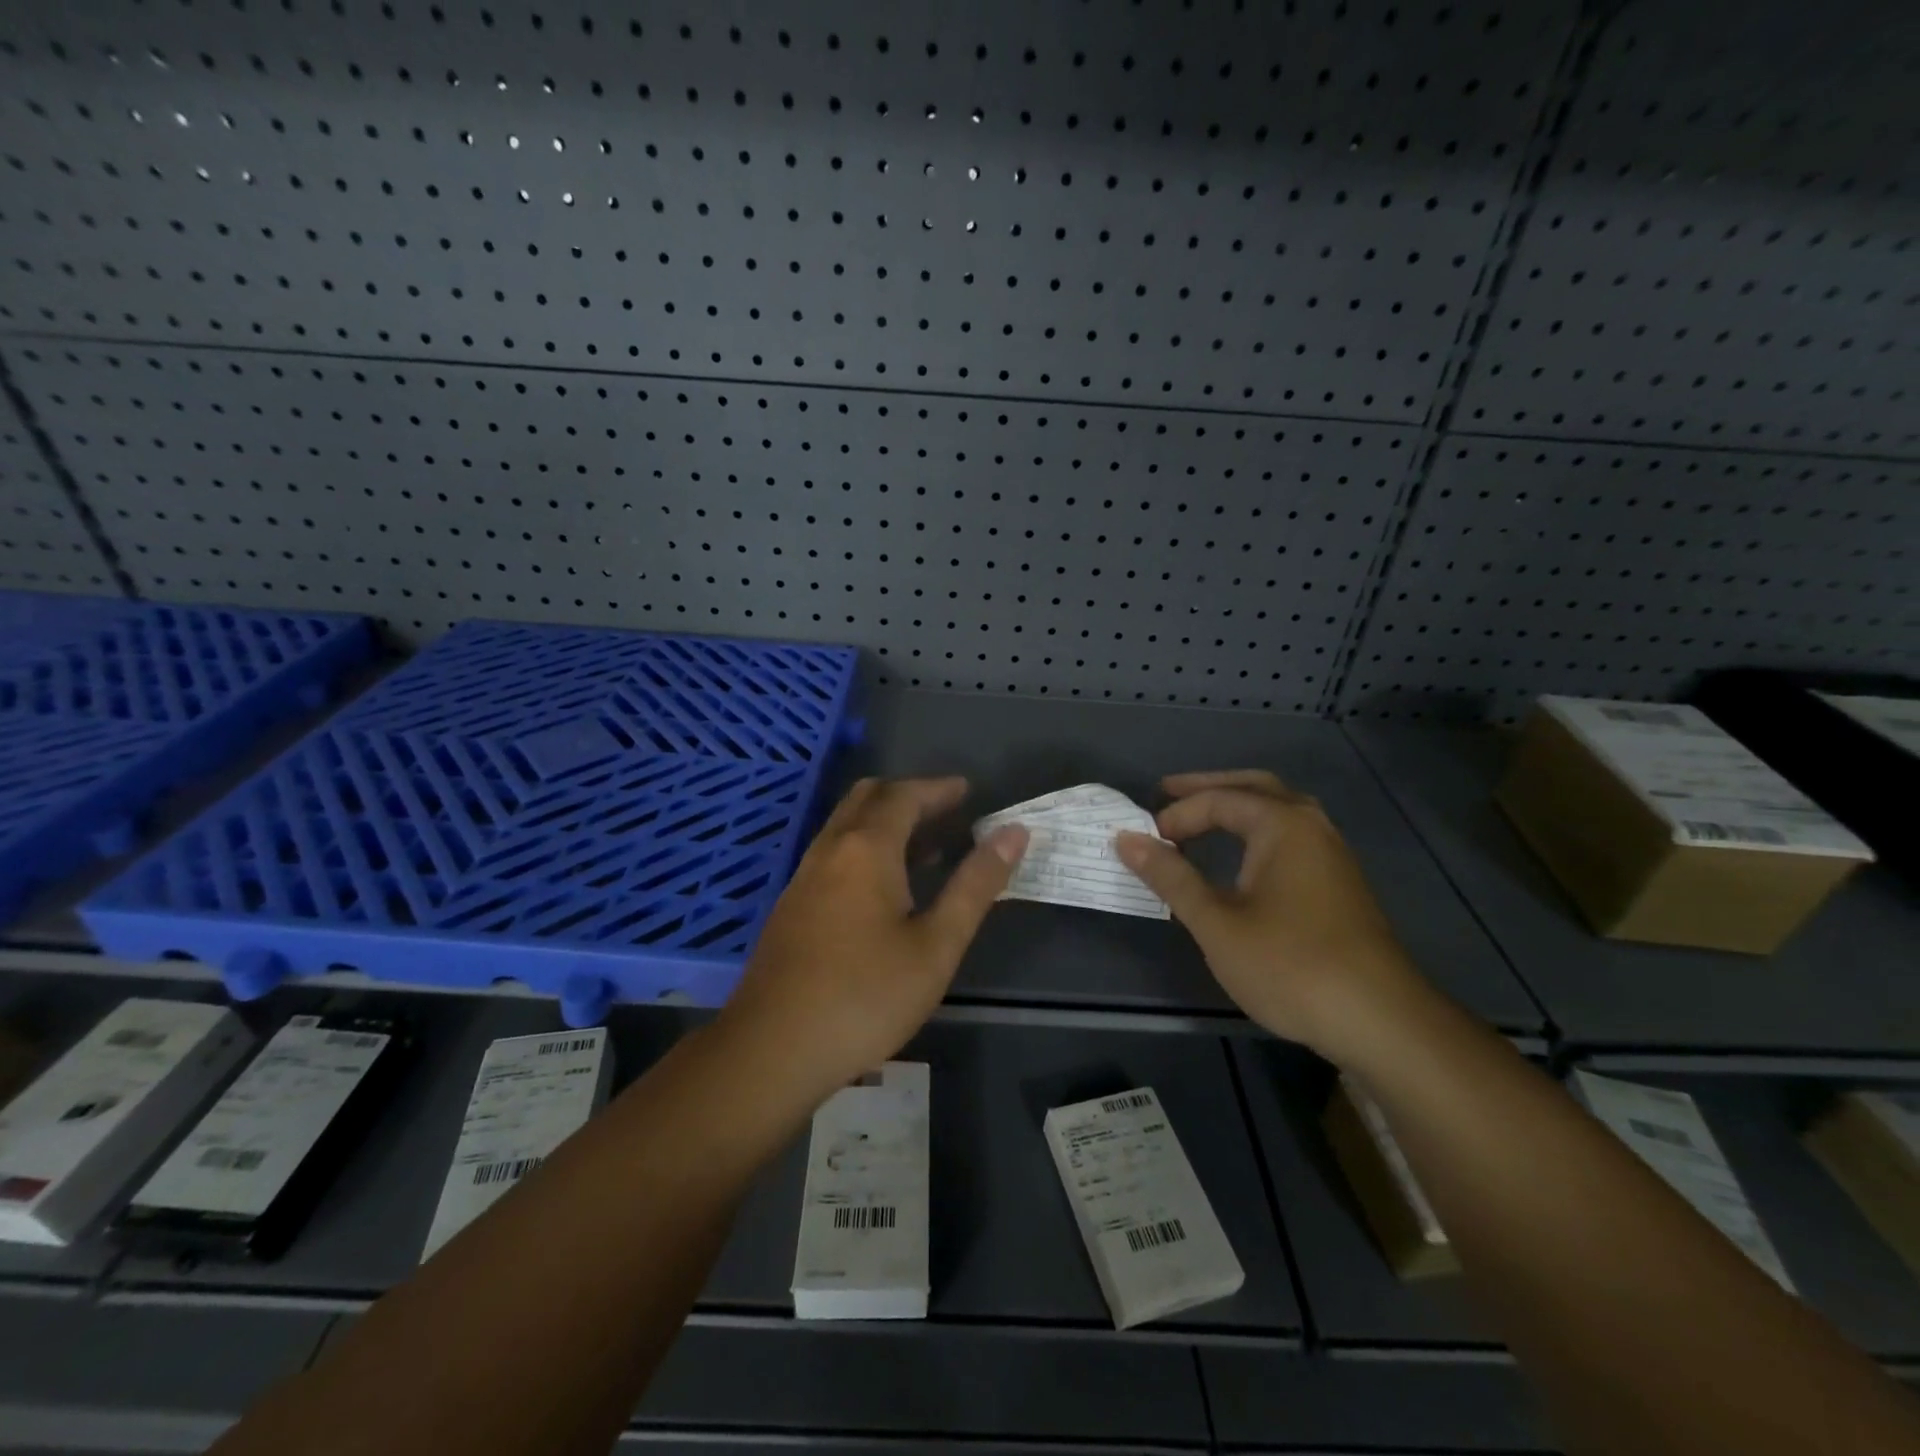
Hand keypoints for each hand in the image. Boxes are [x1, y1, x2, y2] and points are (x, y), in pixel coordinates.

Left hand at [717, 776, 1027, 1105]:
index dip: (938, 789)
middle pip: (868, 798)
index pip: (904, 796)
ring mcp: (804, 876)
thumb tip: (1013, 833)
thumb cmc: (866, 996)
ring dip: (885, 822)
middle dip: (909, 796)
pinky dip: (865, 846)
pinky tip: (885, 888)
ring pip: (846, 825)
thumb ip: (975, 885)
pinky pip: (833, 852)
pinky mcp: (792, 905)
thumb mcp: (936, 945)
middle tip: (947, 812)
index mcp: (865, 849)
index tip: (968, 791)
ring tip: (927, 847)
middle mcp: (829, 849)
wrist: (773, 1049)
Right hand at [1115, 771, 1425, 1057]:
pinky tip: (1243, 855)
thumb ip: (1171, 876)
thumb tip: (1127, 840)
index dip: (1176, 815)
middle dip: (1209, 787)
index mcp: (1283, 824)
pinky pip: (1291, 835)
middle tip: (1168, 791)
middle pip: (1255, 787)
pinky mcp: (1340, 883)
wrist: (1380, 1021)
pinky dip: (1258, 830)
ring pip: (1279, 810)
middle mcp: (1312, 826)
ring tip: (1201, 816)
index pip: (1218, 800)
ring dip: (1238, 806)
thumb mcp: (1216, 923)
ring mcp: (1332, 854)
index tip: (1146, 841)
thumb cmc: (1289, 965)